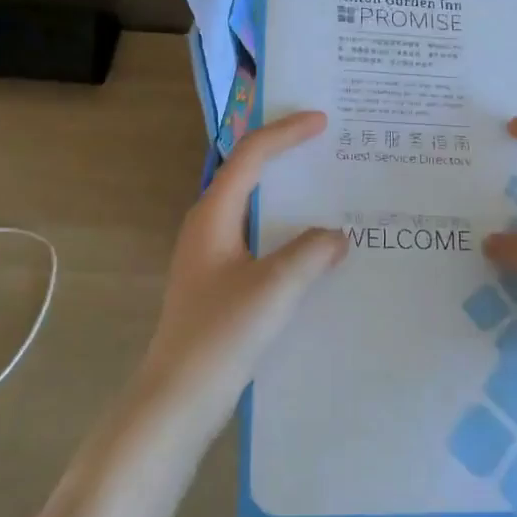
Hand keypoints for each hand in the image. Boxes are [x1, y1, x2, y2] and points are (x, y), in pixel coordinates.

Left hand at [133, 111, 347, 439]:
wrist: (179, 396)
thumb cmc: (222, 334)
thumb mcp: (275, 288)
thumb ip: (311, 253)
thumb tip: (337, 236)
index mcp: (213, 214)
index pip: (250, 155)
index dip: (286, 132)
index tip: (322, 120)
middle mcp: (207, 225)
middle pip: (247, 174)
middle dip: (285, 155)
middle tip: (326, 146)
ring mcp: (210, 254)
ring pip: (253, 207)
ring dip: (286, 195)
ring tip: (326, 190)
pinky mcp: (217, 280)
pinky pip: (256, 237)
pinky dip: (284, 229)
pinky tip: (311, 247)